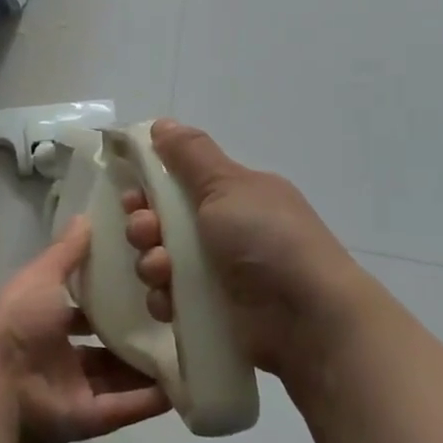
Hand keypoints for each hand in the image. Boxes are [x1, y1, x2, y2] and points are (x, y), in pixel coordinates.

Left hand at [0, 218, 170, 442]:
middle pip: (105, 349)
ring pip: (119, 379)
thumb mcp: (43, 276)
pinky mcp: (87, 419)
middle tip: (175, 323)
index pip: (84, 313)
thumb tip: (85, 217)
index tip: (147, 287)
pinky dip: (149, 400)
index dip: (111, 302)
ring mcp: (74, 390)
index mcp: (45, 322)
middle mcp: (60, 357)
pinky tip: (181, 386)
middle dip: (134, 339)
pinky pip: (124, 408)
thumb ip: (66, 252)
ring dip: (148, 370)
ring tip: (188, 353)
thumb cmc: (17, 318)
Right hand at [121, 120, 360, 377]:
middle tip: (146, 231)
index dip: (151, 186)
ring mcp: (218, 275)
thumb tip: (162, 123)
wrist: (307, 319)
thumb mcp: (228, 185)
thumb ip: (191, 155)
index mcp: (234, 195)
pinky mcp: (211, 315)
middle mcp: (225, 232)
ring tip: (161, 270)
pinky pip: (170, 300)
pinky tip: (170, 302)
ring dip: (151, 262)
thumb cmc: (266, 239)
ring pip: (161, 262)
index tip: (135, 193)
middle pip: (164, 222)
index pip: (179, 182)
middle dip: (144, 226)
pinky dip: (164, 299)